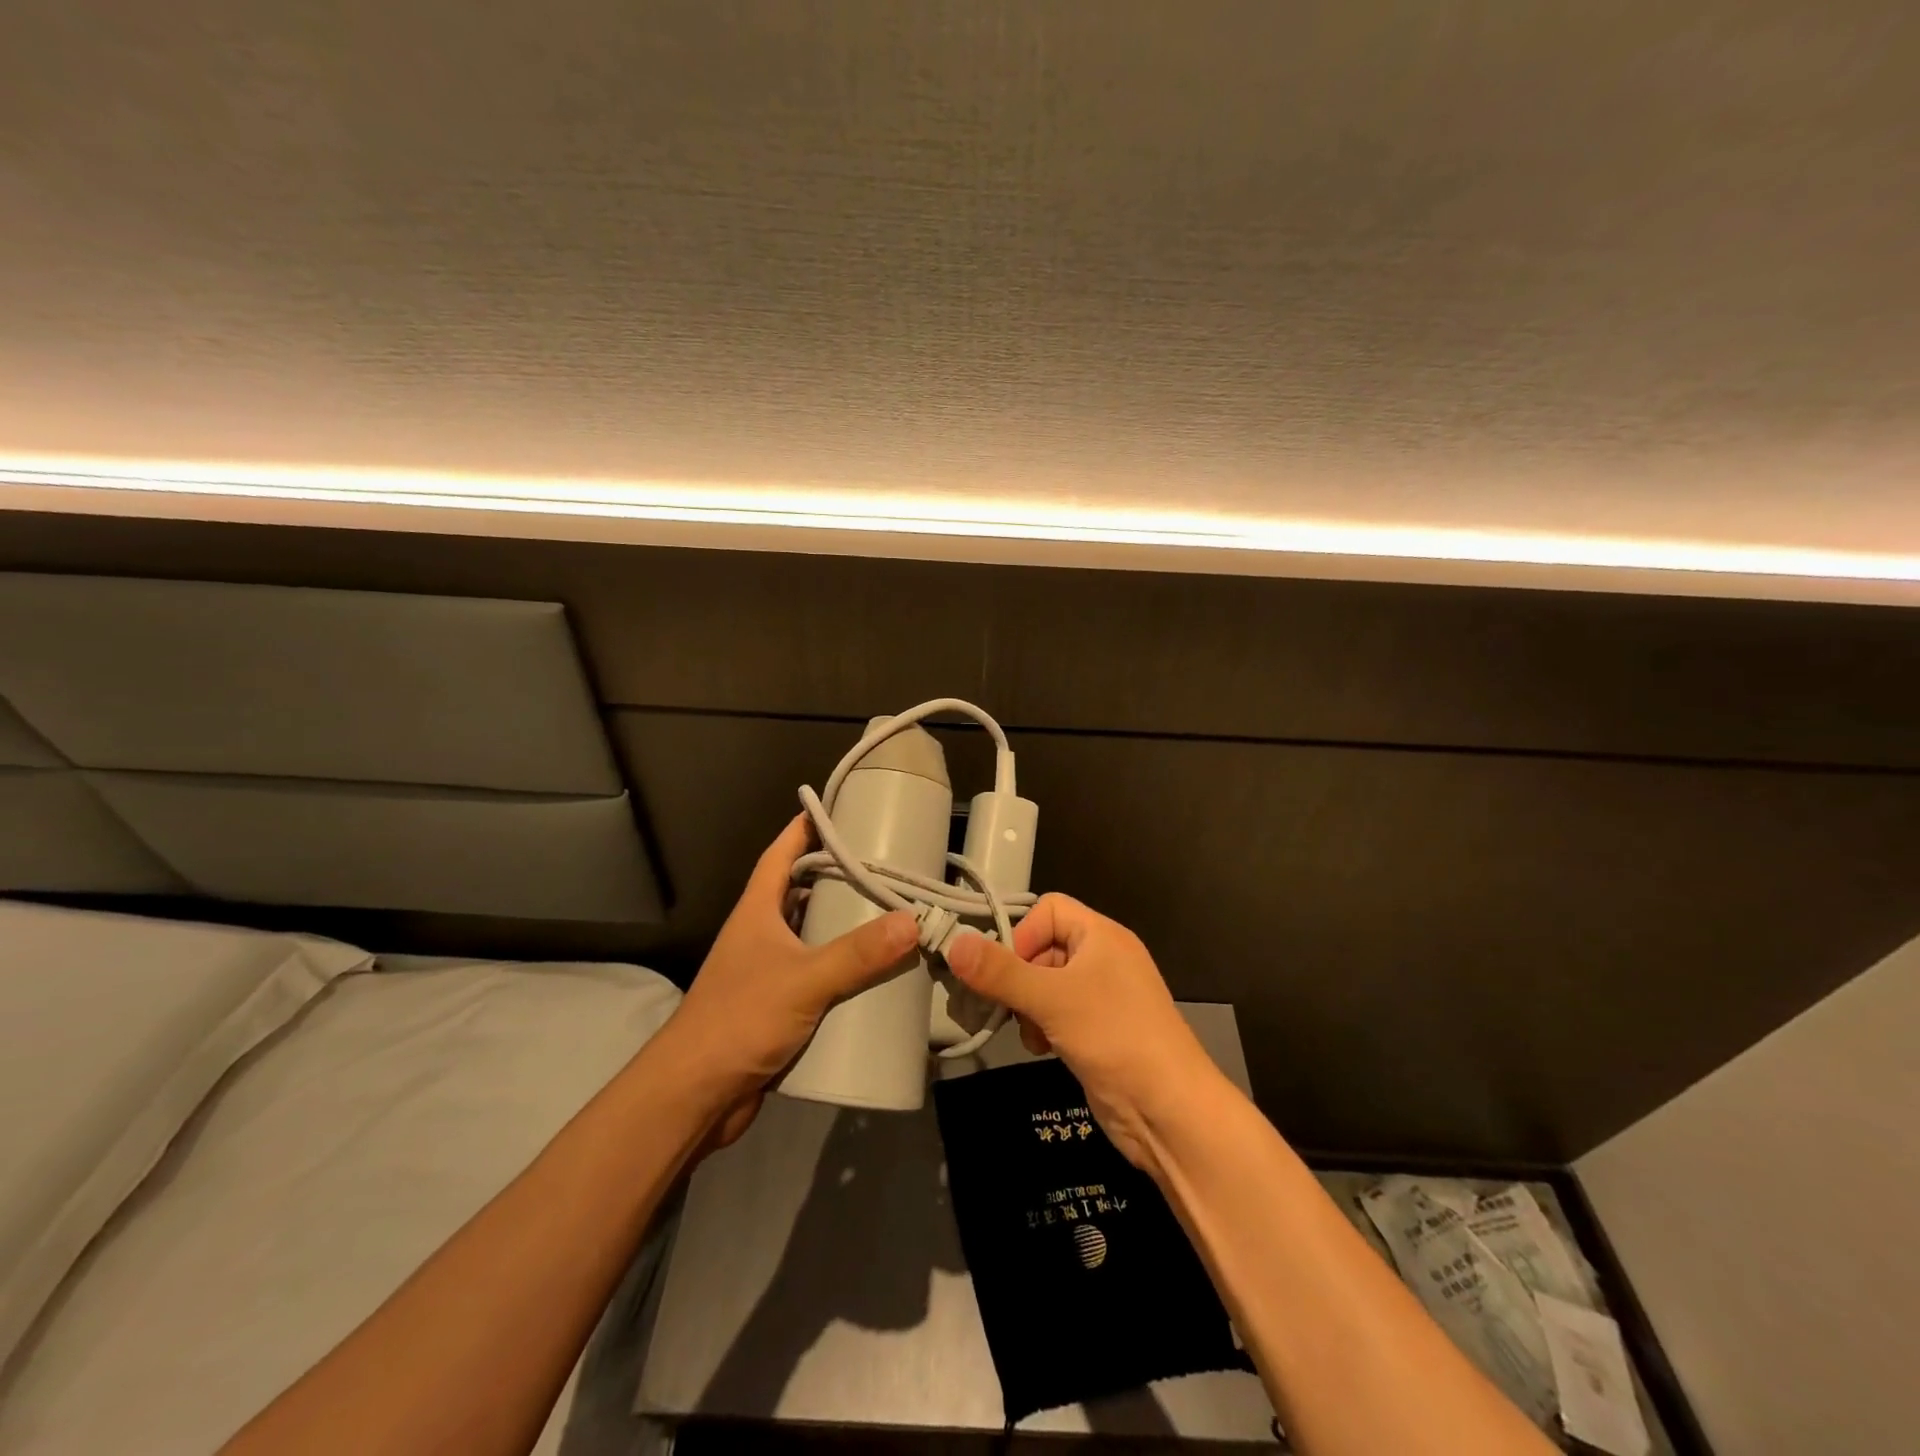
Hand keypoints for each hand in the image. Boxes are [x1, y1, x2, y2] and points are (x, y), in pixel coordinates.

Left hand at [665, 815, 918, 1149]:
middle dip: (836, 875)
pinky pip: (815, 972)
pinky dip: (840, 967)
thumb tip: (912, 922)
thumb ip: (857, 953)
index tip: (838, 808)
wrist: (695, 1095)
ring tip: (887, 911)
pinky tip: (871, 970)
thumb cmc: (740, 1019)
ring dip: (841, 923)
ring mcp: (766, 970)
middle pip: (799, 891)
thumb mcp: (804, 980)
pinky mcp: (776, 1005)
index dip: (804, 828)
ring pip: (809, 933)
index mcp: (757, 911)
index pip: (780, 854)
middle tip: (883, 864)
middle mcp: (760, 933)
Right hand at [945, 894, 1225, 1176]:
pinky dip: (1043, 1025)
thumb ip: (1000, 972)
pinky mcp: (1099, 1029)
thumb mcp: (1052, 999)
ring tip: (1031, 1032)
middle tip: (1008, 1006)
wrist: (1168, 1111)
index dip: (1023, 934)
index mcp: (1101, 935)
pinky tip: (1043, 1048)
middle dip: (1020, 977)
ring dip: (1028, 1006)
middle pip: (1044, 947)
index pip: (1049, 909)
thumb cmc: (1114, 1037)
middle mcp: (1104, 957)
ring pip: (1046, 983)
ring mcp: (1103, 995)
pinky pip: (1058, 1012)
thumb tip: (954, 943)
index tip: (1008, 972)